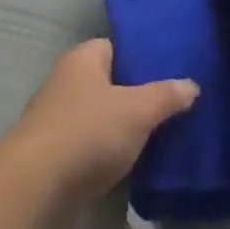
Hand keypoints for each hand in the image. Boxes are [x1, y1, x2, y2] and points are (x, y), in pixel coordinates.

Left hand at [1, 40, 196, 212]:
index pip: (114, 45)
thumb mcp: (137, 110)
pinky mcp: (58, 149)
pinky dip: (113, 148)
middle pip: (109, 81)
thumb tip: (190, 84)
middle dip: (139, 93)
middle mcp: (66, 81)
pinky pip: (94, 141)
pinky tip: (139, 159)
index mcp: (81, 60)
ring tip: (166, 133)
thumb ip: (165, 96)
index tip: (173, 70)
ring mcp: (59, 116)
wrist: (38, 182)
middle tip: (177, 105)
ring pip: (103, 114)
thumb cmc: (88, 131)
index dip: (142, 56)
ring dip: (127, 125)